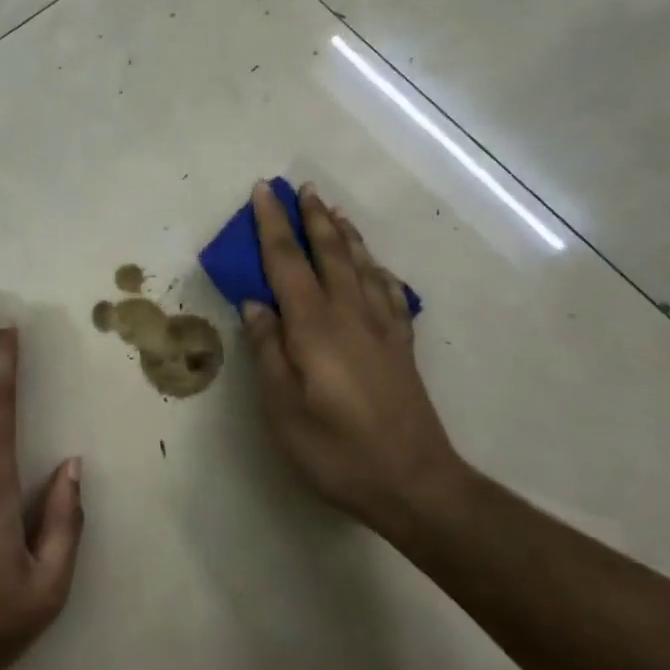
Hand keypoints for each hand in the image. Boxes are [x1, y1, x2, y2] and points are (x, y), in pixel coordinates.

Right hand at [240, 182, 461, 526]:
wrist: (414, 482)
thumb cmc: (335, 449)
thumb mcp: (282, 408)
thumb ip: (267, 350)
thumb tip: (255, 304)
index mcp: (314, 326)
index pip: (287, 261)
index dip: (272, 225)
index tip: (263, 191)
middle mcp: (350, 314)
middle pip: (329, 252)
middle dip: (311, 217)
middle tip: (300, 187)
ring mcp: (381, 328)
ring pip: (362, 265)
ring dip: (344, 233)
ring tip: (333, 210)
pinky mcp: (400, 346)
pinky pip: (388, 291)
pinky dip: (376, 268)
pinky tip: (373, 266)